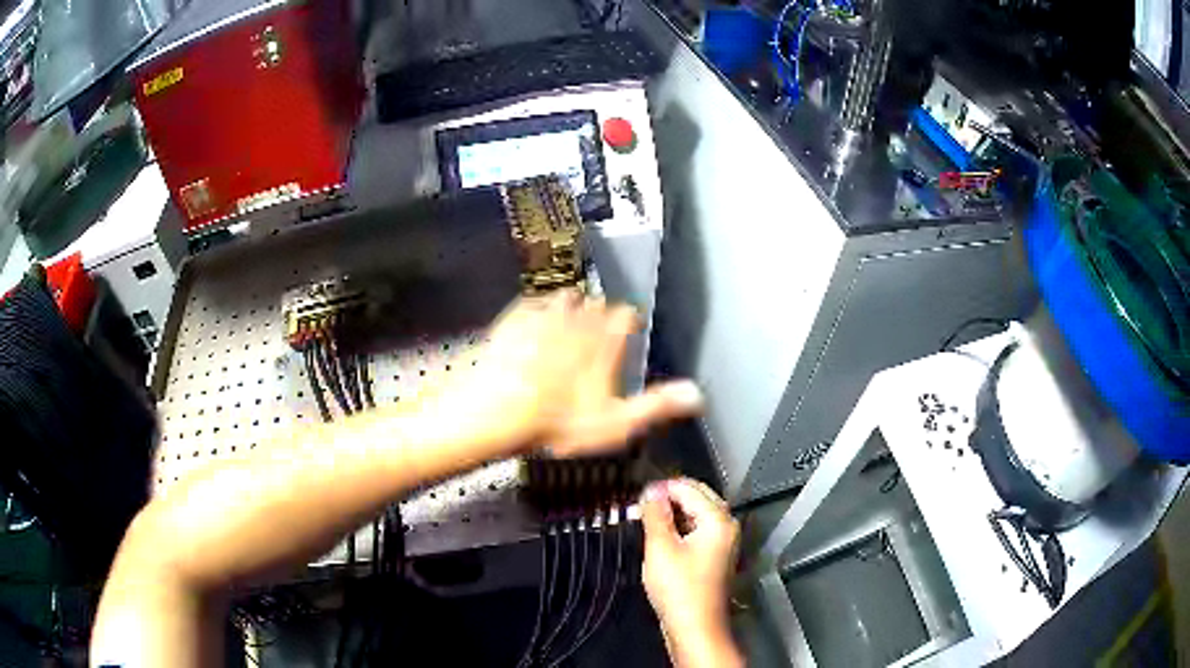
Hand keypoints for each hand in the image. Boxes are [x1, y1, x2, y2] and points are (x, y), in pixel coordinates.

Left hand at [450, 290, 702, 457]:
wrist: (497, 410)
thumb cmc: (559, 421)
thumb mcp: (616, 423)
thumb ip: (657, 405)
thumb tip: (698, 394)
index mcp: (605, 339)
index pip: (627, 314)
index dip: (629, 323)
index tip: (627, 332)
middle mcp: (579, 317)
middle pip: (597, 303)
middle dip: (599, 316)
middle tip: (594, 337)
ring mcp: (544, 313)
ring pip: (566, 297)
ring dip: (570, 308)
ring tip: (567, 327)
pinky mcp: (514, 316)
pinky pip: (533, 302)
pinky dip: (537, 311)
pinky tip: (533, 326)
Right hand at [641, 478, 742, 667]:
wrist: (695, 627)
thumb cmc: (678, 587)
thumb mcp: (661, 547)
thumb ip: (655, 514)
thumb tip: (651, 490)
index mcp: (718, 519)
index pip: (688, 488)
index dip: (661, 488)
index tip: (635, 494)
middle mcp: (726, 526)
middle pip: (697, 498)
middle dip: (668, 498)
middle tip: (638, 505)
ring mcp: (722, 542)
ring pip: (696, 514)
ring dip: (671, 513)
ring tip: (643, 518)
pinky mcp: (714, 557)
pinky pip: (696, 531)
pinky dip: (678, 528)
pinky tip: (658, 535)